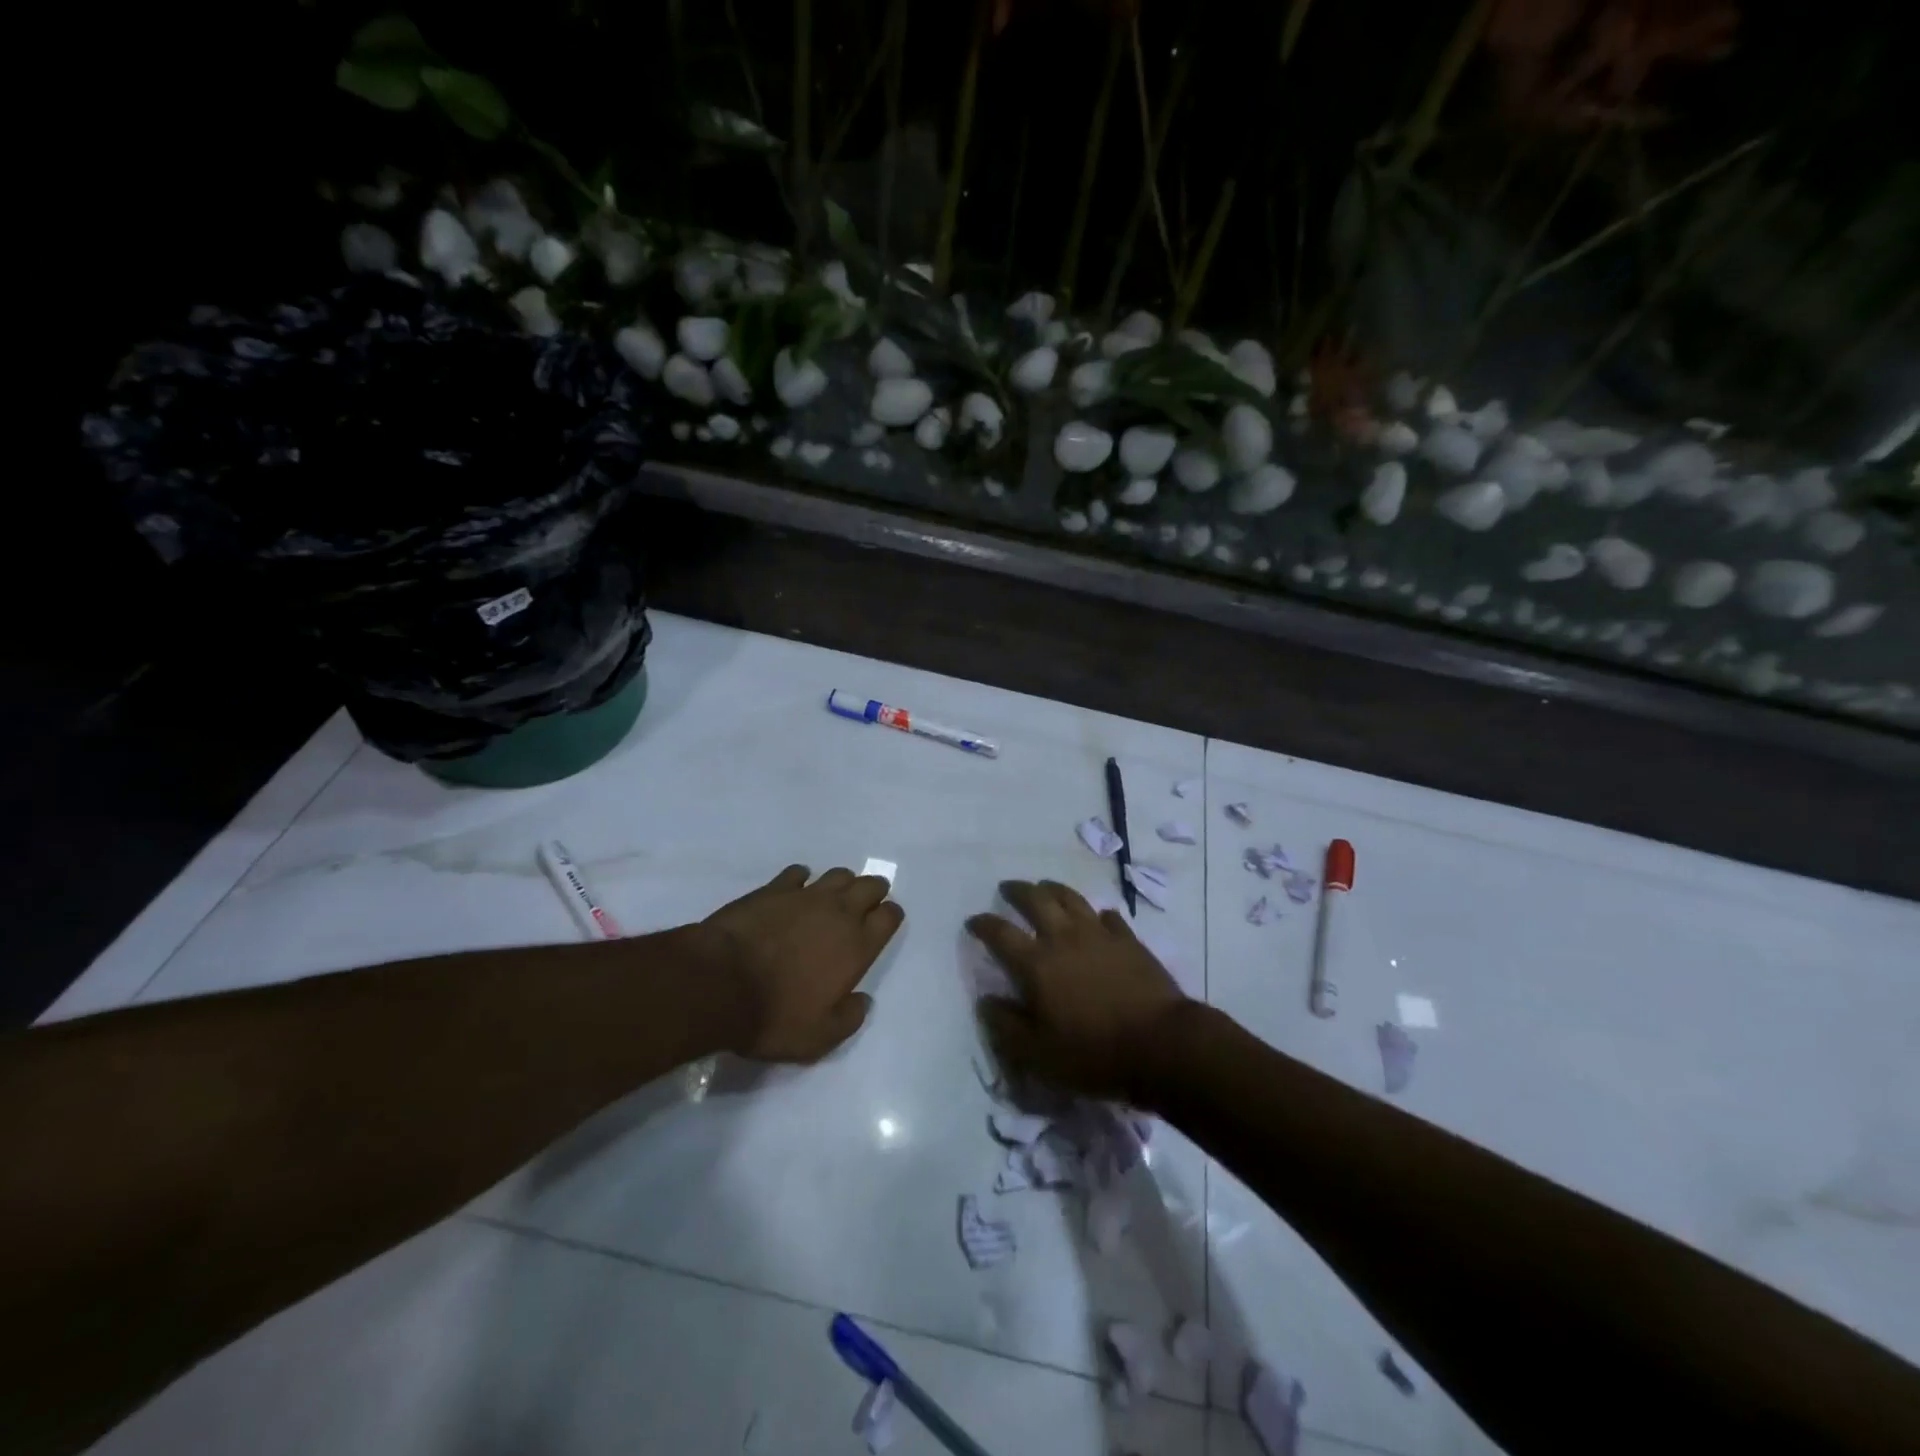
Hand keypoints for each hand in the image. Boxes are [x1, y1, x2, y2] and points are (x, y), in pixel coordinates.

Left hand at [701, 865, 903, 1061]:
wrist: (720, 983)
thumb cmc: (774, 1015)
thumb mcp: (819, 1037)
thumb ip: (849, 1018)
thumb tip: (862, 1001)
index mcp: (857, 946)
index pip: (889, 916)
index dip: (890, 916)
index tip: (884, 923)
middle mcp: (839, 913)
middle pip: (870, 886)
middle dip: (873, 891)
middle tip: (865, 904)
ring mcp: (806, 896)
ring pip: (838, 874)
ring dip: (842, 883)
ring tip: (833, 897)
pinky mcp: (774, 888)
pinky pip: (798, 872)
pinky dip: (802, 878)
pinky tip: (795, 890)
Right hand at [967, 880, 1186, 1104]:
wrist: (1160, 1045)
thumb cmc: (1092, 1053)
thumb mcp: (1037, 1055)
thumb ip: (1006, 1027)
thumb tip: (986, 1001)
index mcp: (1036, 964)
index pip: (1000, 933)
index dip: (983, 924)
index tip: (973, 921)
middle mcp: (1064, 938)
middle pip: (1036, 900)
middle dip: (1018, 891)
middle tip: (1008, 888)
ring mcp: (1100, 935)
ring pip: (1072, 899)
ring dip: (1054, 889)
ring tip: (1045, 887)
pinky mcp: (1129, 941)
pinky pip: (1109, 917)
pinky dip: (1097, 914)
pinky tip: (1098, 918)